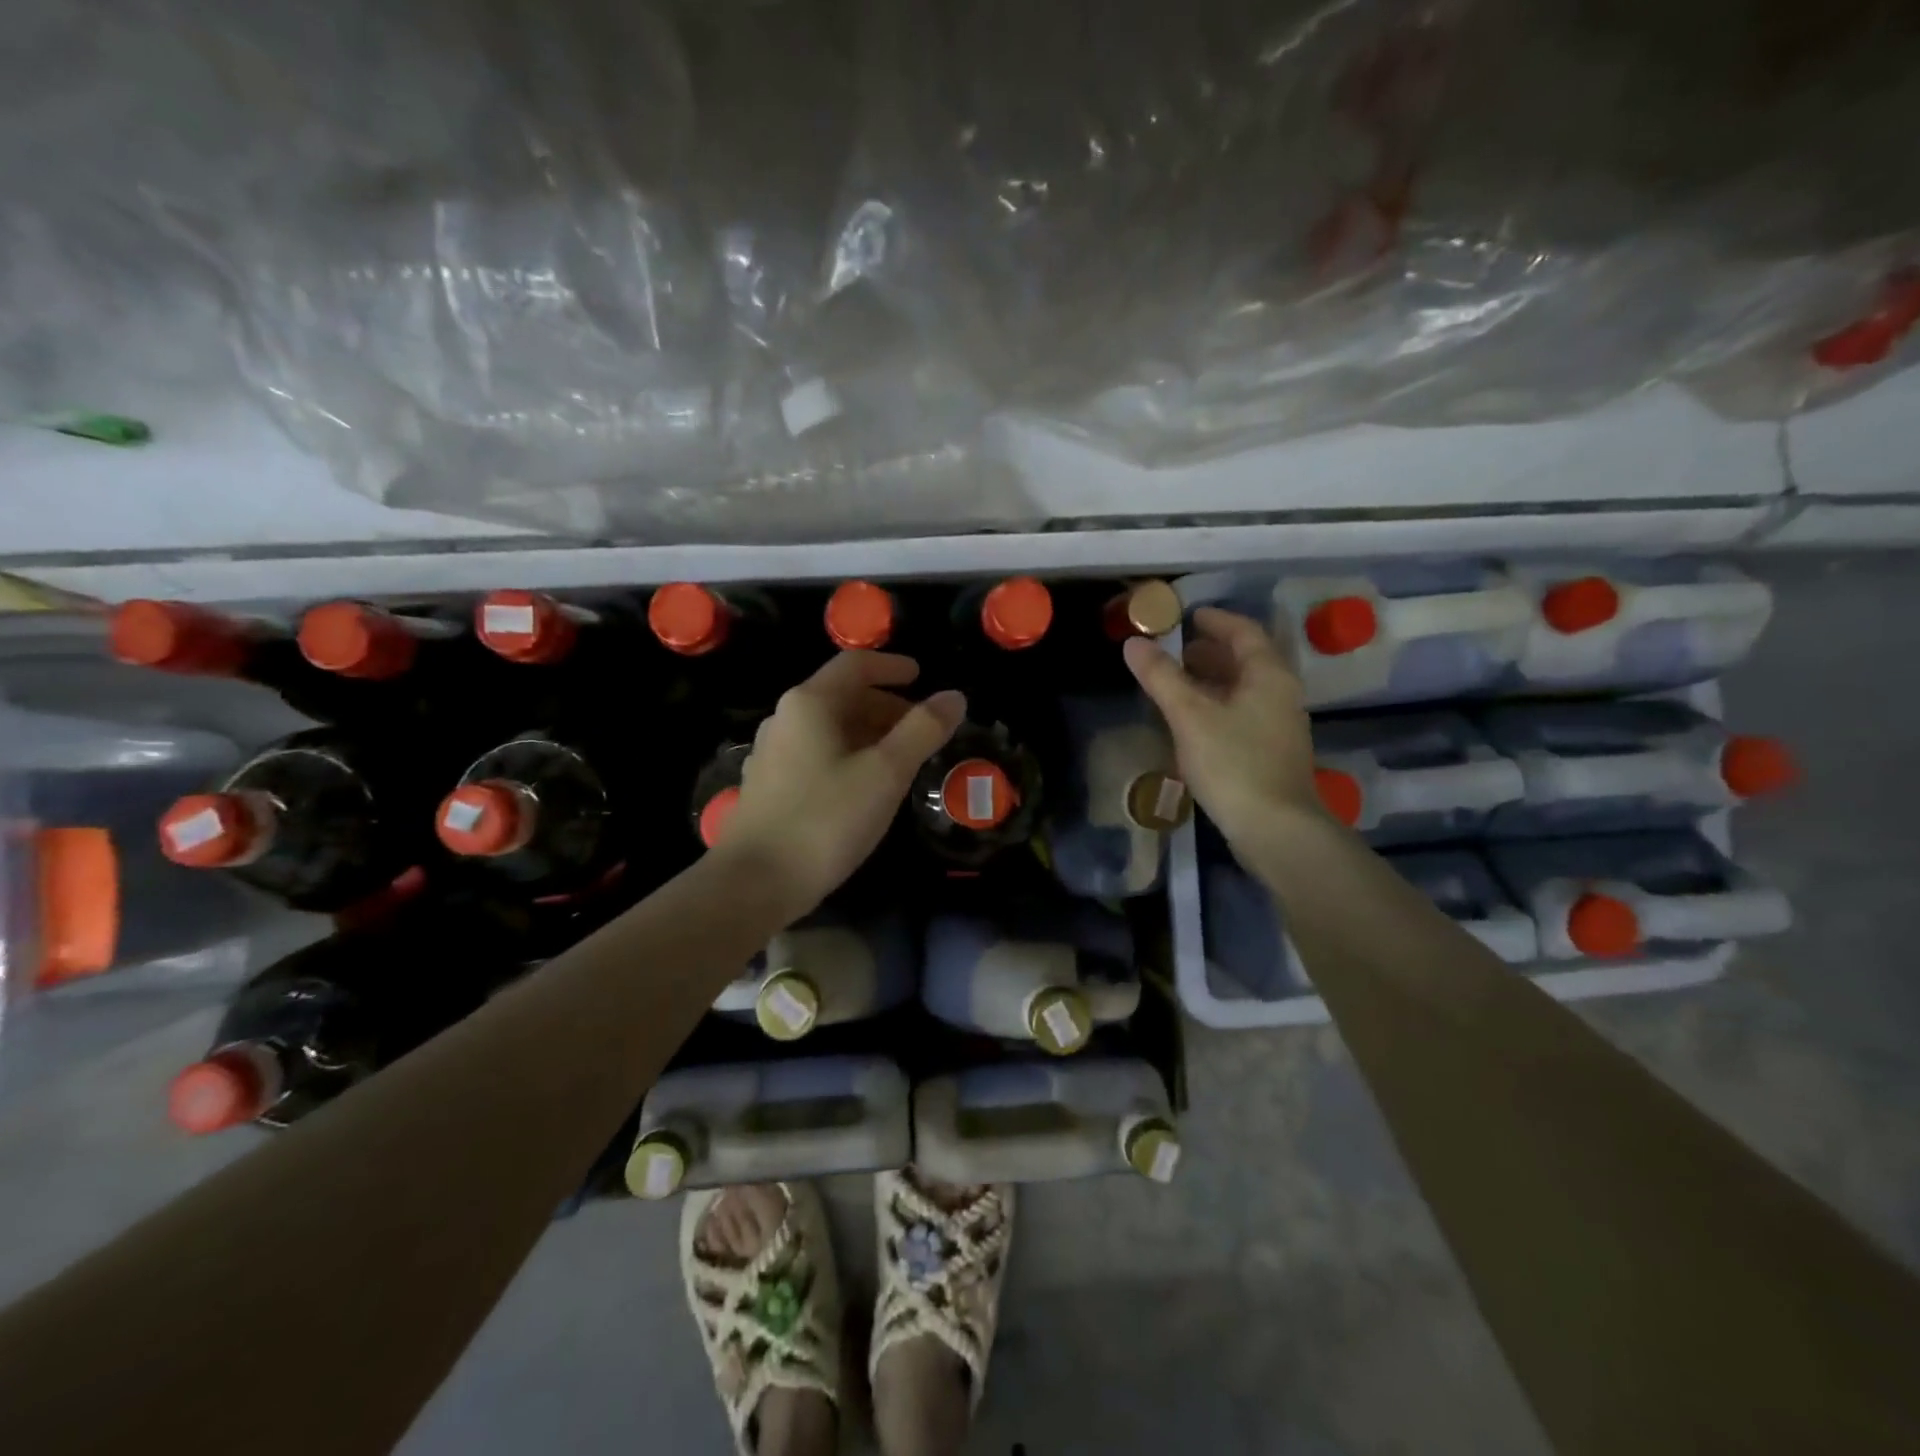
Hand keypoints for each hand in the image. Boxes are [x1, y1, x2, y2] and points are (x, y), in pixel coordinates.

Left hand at [717, 651, 964, 919]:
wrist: (754, 883)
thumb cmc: (825, 820)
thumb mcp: (885, 773)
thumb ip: (922, 731)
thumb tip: (954, 696)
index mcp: (810, 703)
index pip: (856, 665)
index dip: (893, 666)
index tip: (922, 677)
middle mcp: (785, 718)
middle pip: (841, 696)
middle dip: (885, 705)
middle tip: (921, 728)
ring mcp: (772, 753)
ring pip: (829, 728)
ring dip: (868, 733)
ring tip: (900, 758)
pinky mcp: (768, 785)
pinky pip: (816, 753)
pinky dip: (847, 755)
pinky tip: (864, 785)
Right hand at [1123, 607, 1325, 845]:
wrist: (1275, 828)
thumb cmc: (1233, 763)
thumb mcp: (1189, 715)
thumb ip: (1161, 677)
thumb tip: (1134, 643)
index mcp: (1268, 675)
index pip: (1243, 632)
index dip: (1214, 620)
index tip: (1187, 616)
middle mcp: (1281, 694)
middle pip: (1246, 659)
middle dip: (1210, 651)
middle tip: (1175, 650)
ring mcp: (1280, 725)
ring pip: (1244, 689)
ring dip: (1213, 679)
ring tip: (1177, 682)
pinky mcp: (1272, 752)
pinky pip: (1243, 713)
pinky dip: (1218, 705)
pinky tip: (1193, 721)